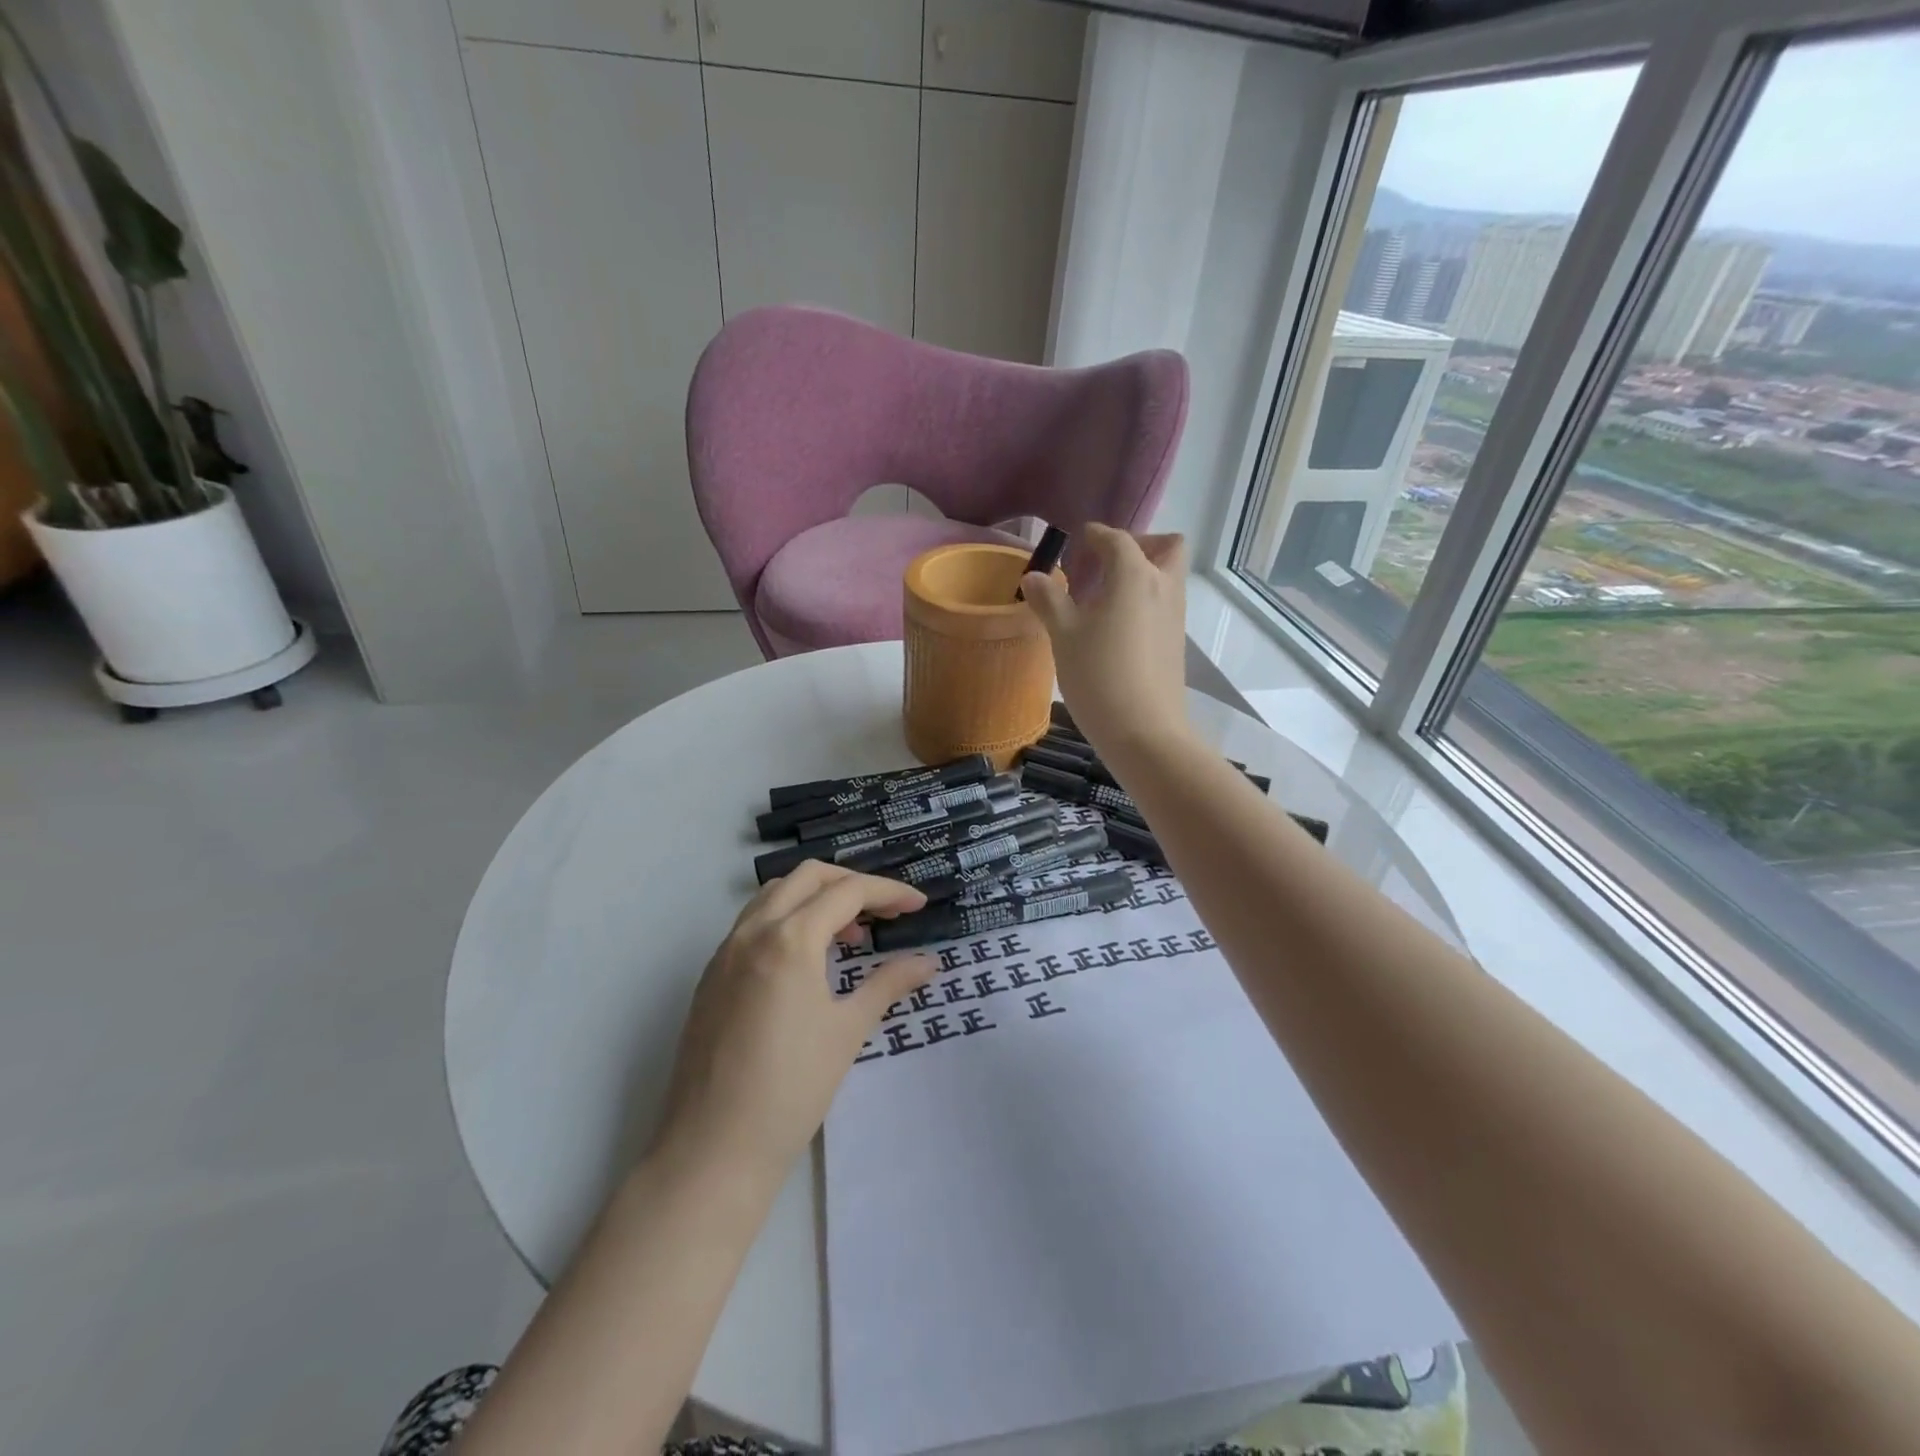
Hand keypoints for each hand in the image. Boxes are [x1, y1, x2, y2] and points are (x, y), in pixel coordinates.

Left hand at [655, 861, 936, 1177]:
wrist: (713, 1149)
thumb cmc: (792, 1088)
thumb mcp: (848, 1031)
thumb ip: (889, 984)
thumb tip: (929, 962)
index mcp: (789, 939)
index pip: (846, 892)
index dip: (888, 892)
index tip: (918, 905)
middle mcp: (752, 932)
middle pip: (807, 877)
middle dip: (851, 883)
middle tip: (884, 911)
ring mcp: (725, 953)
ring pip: (775, 895)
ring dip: (816, 898)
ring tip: (848, 936)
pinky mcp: (711, 976)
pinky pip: (753, 924)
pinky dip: (787, 920)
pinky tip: (807, 961)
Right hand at [1022, 523, 1192, 761]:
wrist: (1144, 732)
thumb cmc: (1098, 676)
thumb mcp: (1064, 636)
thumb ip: (1050, 600)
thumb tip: (1033, 576)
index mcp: (1135, 576)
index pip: (1118, 540)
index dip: (1097, 535)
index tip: (1079, 539)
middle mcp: (1163, 587)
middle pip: (1166, 546)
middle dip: (1139, 544)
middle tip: (1106, 563)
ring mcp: (1175, 617)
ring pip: (1168, 576)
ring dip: (1142, 573)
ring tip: (1103, 597)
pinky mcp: (1176, 643)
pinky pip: (1164, 604)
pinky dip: (1144, 601)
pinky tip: (1115, 627)